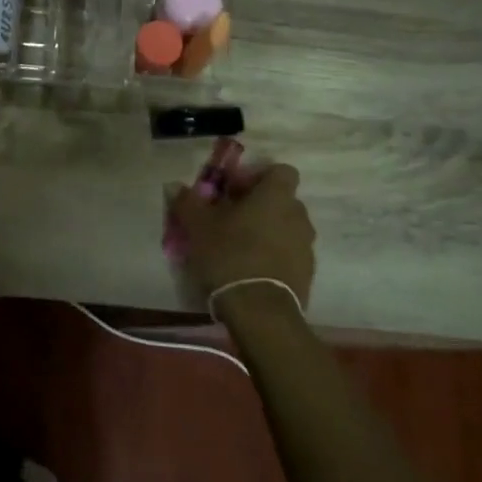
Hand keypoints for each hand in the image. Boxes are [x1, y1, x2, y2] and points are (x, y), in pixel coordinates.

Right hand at [170, 163, 315, 313]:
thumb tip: (175, 186)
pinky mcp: (307, 273)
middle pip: (281, 200)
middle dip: (258, 206)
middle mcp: (298, 215)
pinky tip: (250, 270)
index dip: (257, 177)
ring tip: (239, 247)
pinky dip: (273, 255)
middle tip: (230, 219)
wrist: (260, 310)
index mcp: (276, 196)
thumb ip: (188, 202)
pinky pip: (289, 254)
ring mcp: (306, 246)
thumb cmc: (229, 255)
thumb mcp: (198, 226)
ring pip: (286, 228)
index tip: (233, 191)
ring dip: (266, 231)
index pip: (280, 171)